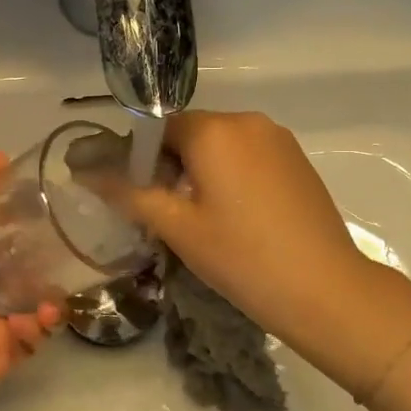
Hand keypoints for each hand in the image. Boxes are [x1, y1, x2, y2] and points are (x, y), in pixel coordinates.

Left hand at [0, 154, 60, 410]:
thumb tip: (1, 155)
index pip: (0, 223)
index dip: (25, 211)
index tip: (56, 202)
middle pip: (25, 261)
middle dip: (50, 257)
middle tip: (72, 252)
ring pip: (38, 298)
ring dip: (49, 296)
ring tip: (46, 303)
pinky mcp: (4, 353)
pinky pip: (36, 335)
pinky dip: (39, 327)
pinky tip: (30, 325)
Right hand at [125, 111, 410, 393]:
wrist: (325, 290)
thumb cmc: (241, 256)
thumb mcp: (177, 227)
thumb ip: (129, 193)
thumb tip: (85, 171)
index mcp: (215, 130)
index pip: (158, 127)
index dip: (140, 158)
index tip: (137, 196)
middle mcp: (248, 121)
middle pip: (191, 133)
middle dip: (172, 165)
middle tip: (168, 214)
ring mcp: (279, 139)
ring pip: (221, 145)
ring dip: (202, 171)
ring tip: (202, 219)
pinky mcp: (297, 160)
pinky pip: (249, 155)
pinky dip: (232, 175)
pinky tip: (236, 217)